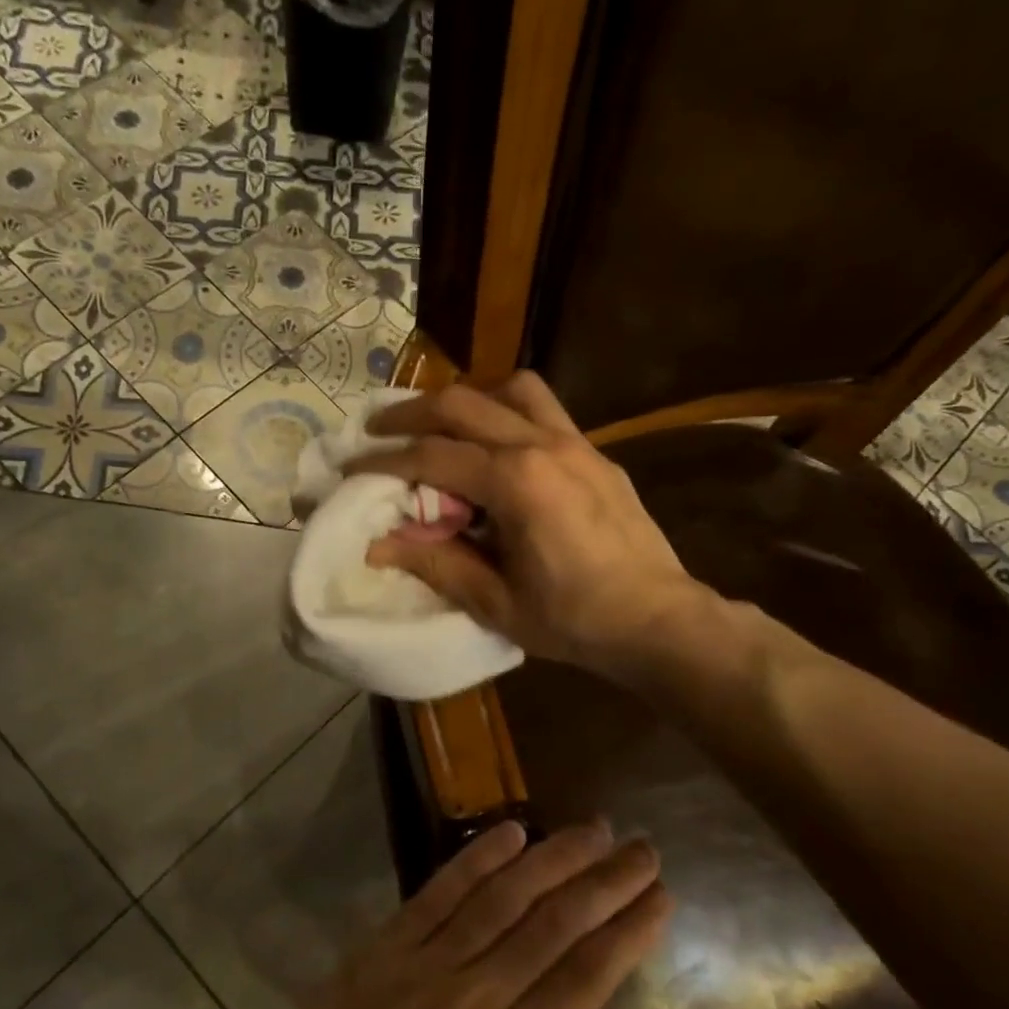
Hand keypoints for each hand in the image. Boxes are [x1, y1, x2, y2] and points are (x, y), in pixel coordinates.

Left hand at [131, 821, 670, 1008]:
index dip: (628, 931)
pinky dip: (474, 860)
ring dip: (550, 858)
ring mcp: (421, 967)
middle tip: (641, 847)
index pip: (586, 976)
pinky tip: (506, 833)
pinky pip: (434, 895)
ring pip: (500, 897)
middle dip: (603, 882)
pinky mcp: (377, 953)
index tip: (660, 896)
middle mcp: (473, 997)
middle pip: (553, 924)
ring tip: (590, 829)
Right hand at [350, 373, 710, 678]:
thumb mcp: (495, 602)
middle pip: (462, 404)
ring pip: (511, 389)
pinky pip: (544, 410)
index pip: (431, 457)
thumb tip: (378, 545)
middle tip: (377, 427)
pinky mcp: (595, 453)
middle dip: (411, 412)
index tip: (351, 468)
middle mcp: (542, 445)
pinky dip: (508, 412)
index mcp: (515, 482)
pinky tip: (498, 446)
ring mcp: (575, 443)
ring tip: (444, 426)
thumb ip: (435, 563)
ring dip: (468, 400)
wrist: (656, 619)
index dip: (383, 462)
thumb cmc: (573, 619)